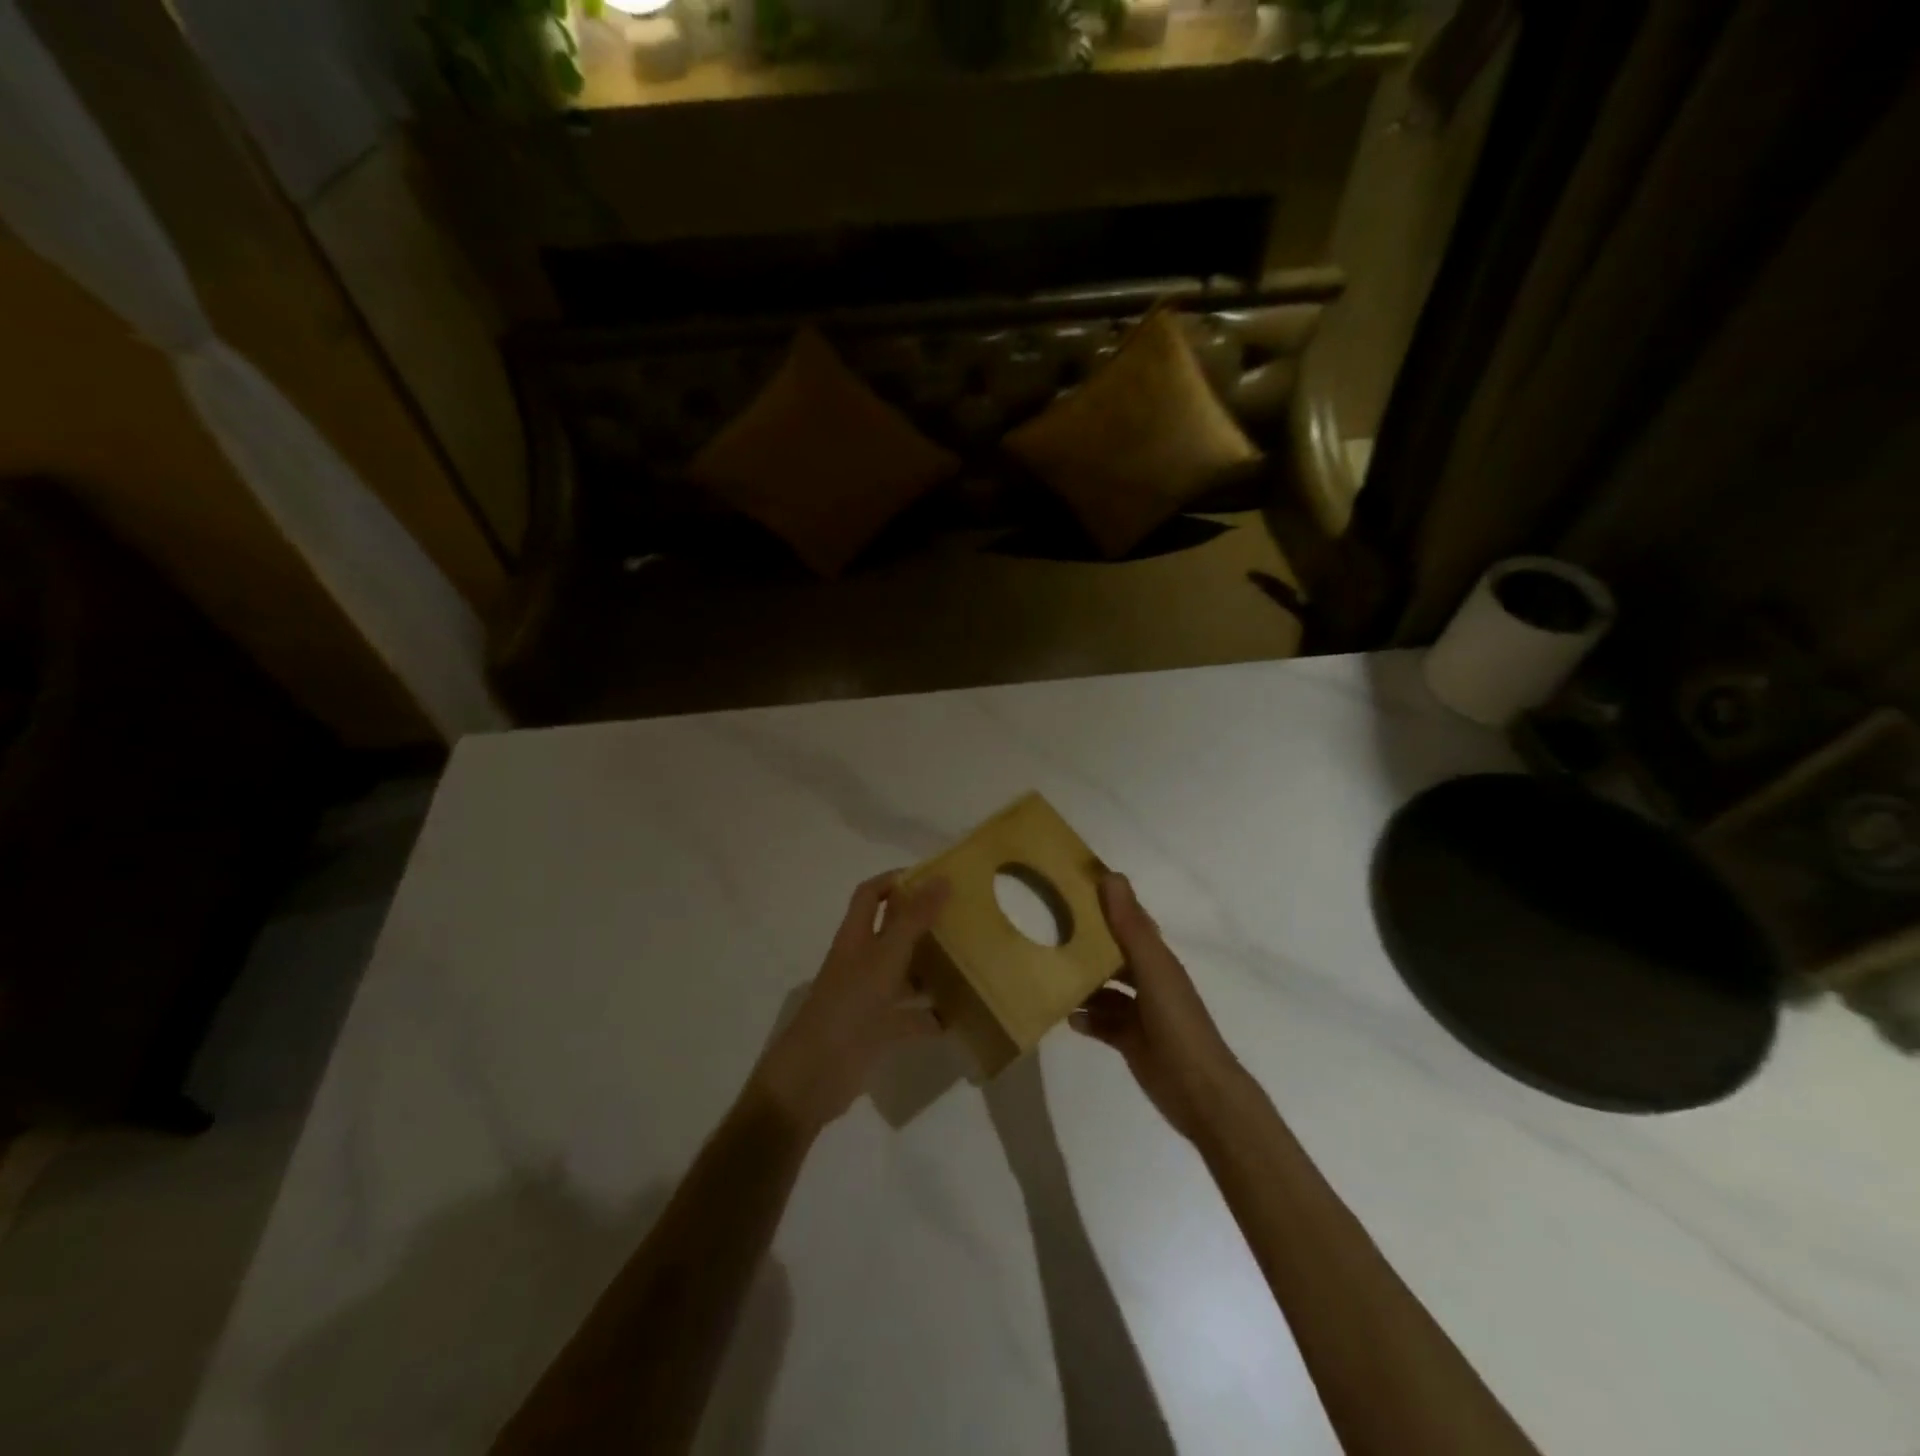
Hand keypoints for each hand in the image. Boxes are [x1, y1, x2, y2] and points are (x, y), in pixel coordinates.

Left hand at [750, 872, 950, 1134]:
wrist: (815, 1074)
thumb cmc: (849, 1005)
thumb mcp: (885, 957)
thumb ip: (913, 919)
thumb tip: (941, 878)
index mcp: (855, 937)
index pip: (870, 894)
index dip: (894, 880)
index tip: (932, 878)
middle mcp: (861, 962)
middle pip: (891, 932)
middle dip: (922, 923)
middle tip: (961, 917)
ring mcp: (868, 997)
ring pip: (903, 974)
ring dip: (930, 969)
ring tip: (968, 961)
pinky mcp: (877, 1030)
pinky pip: (910, 1017)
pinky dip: (931, 1016)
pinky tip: (959, 1016)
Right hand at [1071, 873, 1246, 1142]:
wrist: (1200, 1093)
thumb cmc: (1178, 1024)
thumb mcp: (1152, 970)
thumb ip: (1130, 927)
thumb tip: (1111, 876)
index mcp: (1156, 958)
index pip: (1126, 919)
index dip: (1103, 902)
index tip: (1068, 885)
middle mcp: (1148, 980)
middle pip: (1111, 952)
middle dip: (1084, 941)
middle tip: (1044, 928)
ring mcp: (1140, 1012)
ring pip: (1103, 988)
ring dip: (1080, 982)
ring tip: (1046, 972)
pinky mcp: (1131, 1041)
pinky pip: (1101, 1022)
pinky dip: (1085, 1018)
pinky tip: (1065, 1017)